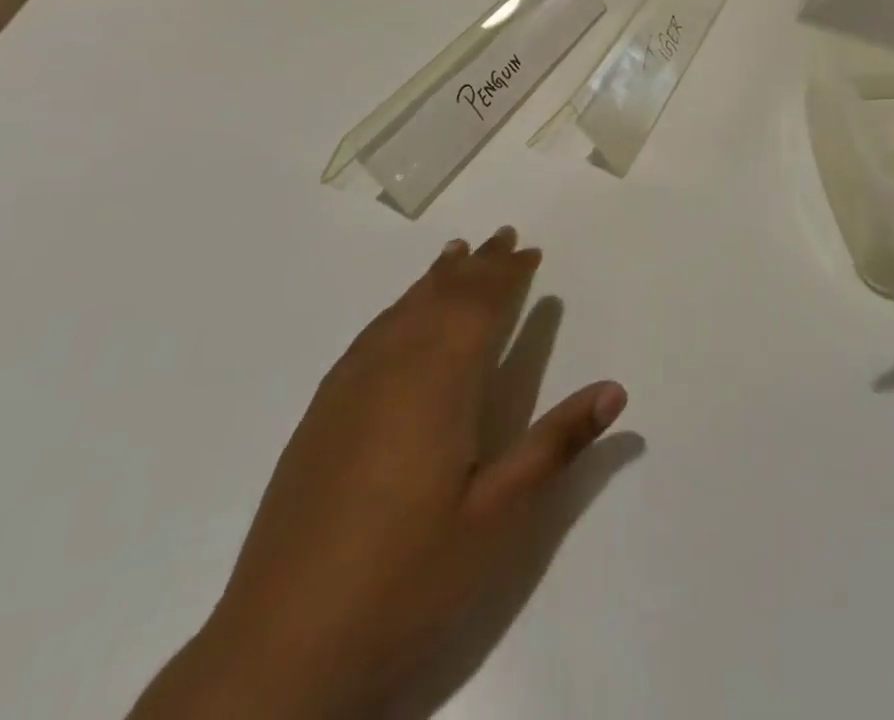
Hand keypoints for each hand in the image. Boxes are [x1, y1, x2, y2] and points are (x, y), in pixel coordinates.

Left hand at [129, 228, 627, 719]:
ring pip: (399, 312)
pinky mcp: (318, 420)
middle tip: (503, 236)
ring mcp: (347, 394)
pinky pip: (367, 338)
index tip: (530, 250)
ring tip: (456, 255)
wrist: (277, 657)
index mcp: (438, 384)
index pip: (478, 306)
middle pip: (439, 298)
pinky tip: (399, 318)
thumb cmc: (405, 580)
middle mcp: (391, 371)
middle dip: (475, 265)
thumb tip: (616, 389)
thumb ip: (556, 444)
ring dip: (434, 280)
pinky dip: (395, 311)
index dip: (506, 274)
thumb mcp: (497, 518)